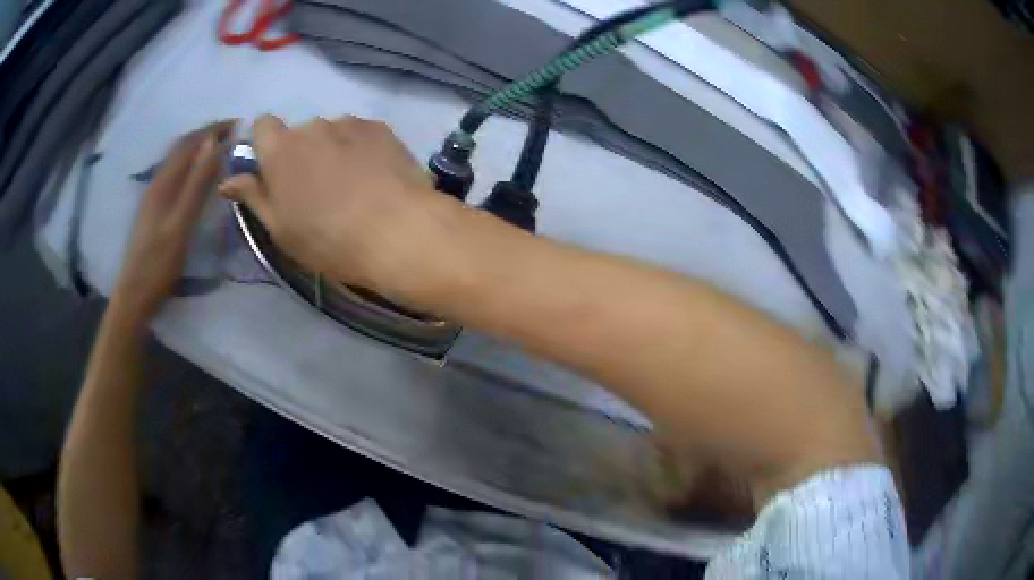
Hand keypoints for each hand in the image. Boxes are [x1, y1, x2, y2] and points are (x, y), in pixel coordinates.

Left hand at [110, 121, 234, 324]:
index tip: (239, 124)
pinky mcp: (153, 209)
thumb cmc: (159, 264)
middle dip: (207, 134)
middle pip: (182, 147)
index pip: (190, 142)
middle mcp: (157, 182)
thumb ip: (196, 184)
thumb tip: (213, 142)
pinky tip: (197, 176)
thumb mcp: (181, 224)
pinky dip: (190, 165)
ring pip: (177, 160)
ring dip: (198, 148)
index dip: (213, 129)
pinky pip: (174, 175)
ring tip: (220, 149)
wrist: (134, 296)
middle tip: (232, 133)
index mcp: (164, 183)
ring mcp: (153, 196)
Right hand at [219, 115, 457, 298]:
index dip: (266, 144)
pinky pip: (360, 133)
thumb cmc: (328, 239)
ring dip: (333, 150)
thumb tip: (228, 180)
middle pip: (299, 133)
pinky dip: (361, 148)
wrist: (397, 231)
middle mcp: (312, 127)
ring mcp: (349, 123)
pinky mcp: (381, 128)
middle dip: (302, 153)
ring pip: (331, 133)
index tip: (274, 171)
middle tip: (317, 190)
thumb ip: (253, 197)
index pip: (262, 125)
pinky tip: (375, 176)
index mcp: (280, 150)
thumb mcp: (280, 229)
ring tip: (352, 185)